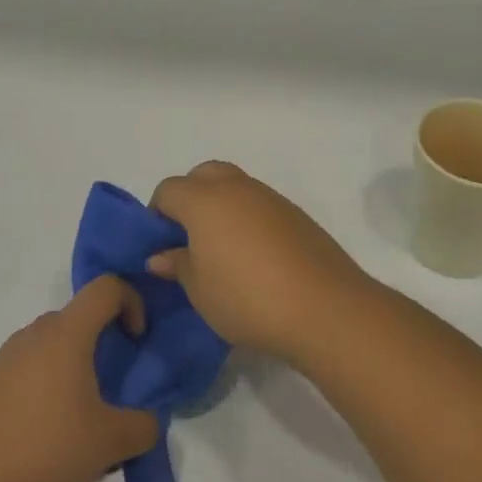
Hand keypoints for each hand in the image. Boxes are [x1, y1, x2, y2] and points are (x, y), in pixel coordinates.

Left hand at [0, 277, 160, 481]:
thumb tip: (147, 422)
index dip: (131, 301)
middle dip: (102, 339)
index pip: (106, 288)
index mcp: (66, 334)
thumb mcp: (111, 443)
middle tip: (112, 383)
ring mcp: (3, 360)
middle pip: (77, 316)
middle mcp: (33, 335)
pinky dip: (44, 385)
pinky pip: (26, 369)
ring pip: (50, 344)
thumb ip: (143, 426)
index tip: (136, 339)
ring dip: (72, 365)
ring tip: (79, 415)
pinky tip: (44, 433)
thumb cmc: (48, 453)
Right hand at [149, 161, 373, 364]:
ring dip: (222, 206)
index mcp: (205, 200)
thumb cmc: (247, 298)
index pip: (169, 190)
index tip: (160, 244)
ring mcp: (271, 198)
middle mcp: (237, 188)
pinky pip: (260, 204)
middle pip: (204, 174)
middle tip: (189, 237)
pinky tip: (254, 256)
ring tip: (222, 249)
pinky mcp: (296, 214)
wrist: (324, 306)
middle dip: (190, 196)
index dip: (157, 213)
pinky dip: (248, 218)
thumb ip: (178, 265)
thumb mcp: (200, 290)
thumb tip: (160, 255)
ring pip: (235, 186)